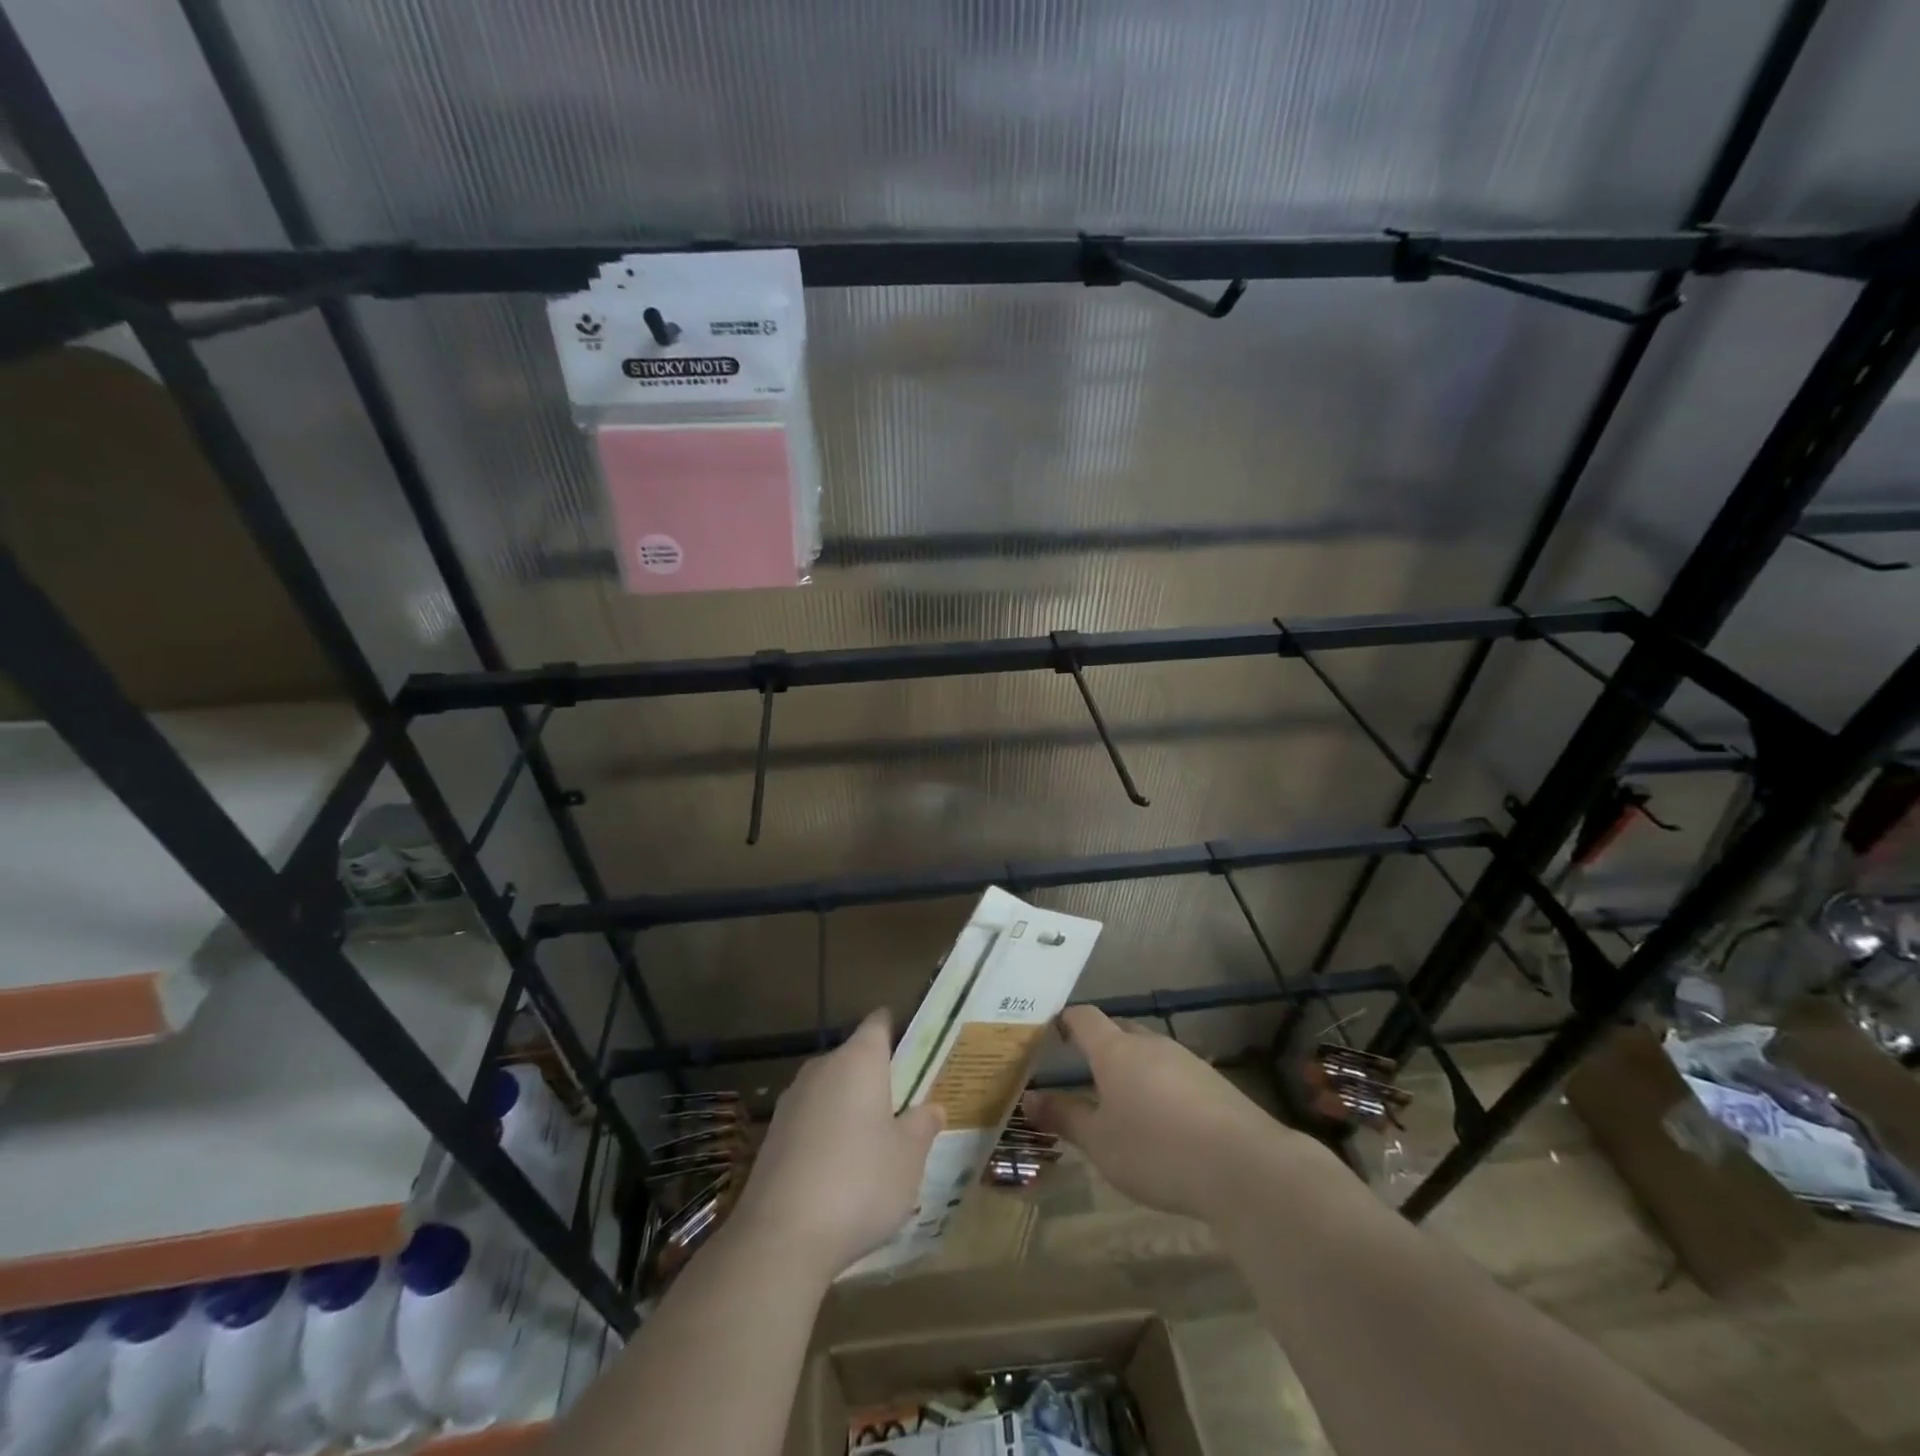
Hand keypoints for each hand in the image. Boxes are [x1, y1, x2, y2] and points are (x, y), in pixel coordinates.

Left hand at [730, 1010, 943, 1279]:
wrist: (780, 1237)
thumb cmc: (859, 1182)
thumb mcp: (909, 1157)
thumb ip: (923, 1126)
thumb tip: (932, 1107)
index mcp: (859, 1058)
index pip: (879, 1022)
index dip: (897, 1029)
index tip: (915, 1050)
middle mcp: (823, 1067)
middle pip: (854, 1057)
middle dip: (876, 1077)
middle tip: (903, 1108)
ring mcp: (792, 1100)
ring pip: (830, 1090)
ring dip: (849, 1108)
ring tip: (873, 1146)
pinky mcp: (771, 1135)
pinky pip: (809, 1121)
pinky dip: (825, 1135)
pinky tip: (838, 1173)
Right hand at [1024, 1006, 1331, 1223]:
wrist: (1244, 1166)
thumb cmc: (1157, 1150)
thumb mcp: (1101, 1142)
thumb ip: (1065, 1117)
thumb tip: (1029, 1098)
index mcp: (1115, 1050)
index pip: (1084, 1018)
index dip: (1066, 1020)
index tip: (1051, 1032)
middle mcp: (1150, 1044)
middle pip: (1119, 1031)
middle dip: (1100, 1045)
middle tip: (1083, 1071)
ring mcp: (1186, 1059)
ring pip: (1149, 1052)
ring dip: (1133, 1068)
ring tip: (1122, 1100)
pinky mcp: (1214, 1082)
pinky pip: (1175, 1073)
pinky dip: (1161, 1087)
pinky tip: (1164, 1121)